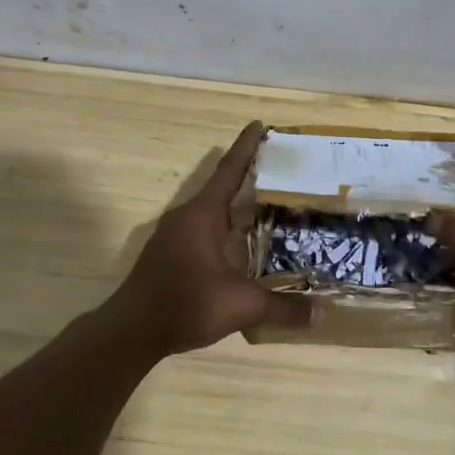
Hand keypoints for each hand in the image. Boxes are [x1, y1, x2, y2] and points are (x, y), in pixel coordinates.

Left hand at [105, 121, 306, 356]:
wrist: (131, 331)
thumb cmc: (185, 303)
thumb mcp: (241, 305)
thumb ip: (283, 307)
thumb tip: (322, 314)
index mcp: (203, 214)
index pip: (230, 169)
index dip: (247, 146)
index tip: (260, 124)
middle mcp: (187, 216)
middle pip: (222, 187)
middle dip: (249, 176)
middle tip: (281, 170)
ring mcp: (174, 235)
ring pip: (212, 211)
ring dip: (236, 206)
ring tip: (267, 206)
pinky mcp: (169, 254)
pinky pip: (203, 229)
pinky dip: (225, 228)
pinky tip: (241, 245)